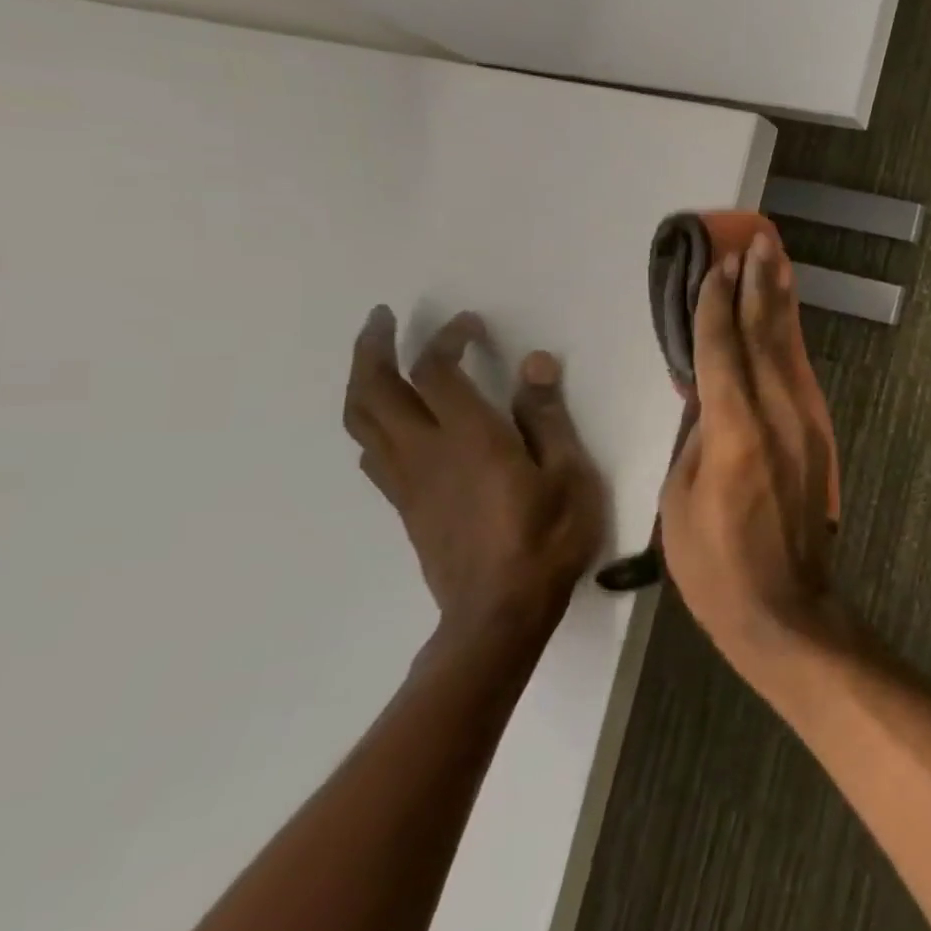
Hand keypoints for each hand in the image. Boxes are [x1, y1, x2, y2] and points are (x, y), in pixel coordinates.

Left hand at [342, 307, 605, 644]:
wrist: (500, 612)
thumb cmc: (548, 538)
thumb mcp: (569, 474)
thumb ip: (547, 417)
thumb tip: (533, 363)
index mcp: (470, 439)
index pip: (438, 372)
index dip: (448, 339)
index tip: (469, 323)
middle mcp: (426, 452)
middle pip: (376, 390)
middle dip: (373, 348)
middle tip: (382, 319)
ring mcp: (408, 481)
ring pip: (362, 421)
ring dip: (361, 381)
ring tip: (375, 358)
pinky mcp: (405, 505)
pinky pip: (372, 452)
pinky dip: (372, 421)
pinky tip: (391, 420)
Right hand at [659, 235, 834, 664]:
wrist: (784, 604)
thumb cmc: (715, 563)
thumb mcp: (681, 499)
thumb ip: (697, 436)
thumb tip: (708, 394)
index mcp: (735, 430)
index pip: (721, 351)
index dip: (715, 305)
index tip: (715, 265)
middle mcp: (777, 413)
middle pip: (764, 336)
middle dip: (757, 286)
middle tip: (755, 241)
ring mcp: (805, 422)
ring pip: (790, 348)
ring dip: (781, 302)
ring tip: (777, 261)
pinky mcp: (818, 434)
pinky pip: (800, 373)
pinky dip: (792, 339)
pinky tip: (787, 319)